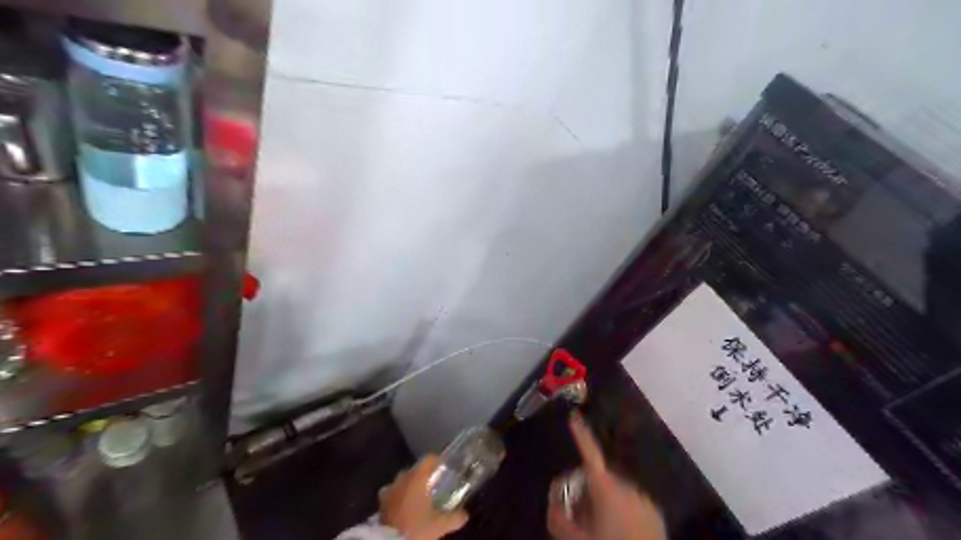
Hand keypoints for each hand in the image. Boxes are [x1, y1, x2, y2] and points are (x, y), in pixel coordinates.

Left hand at [378, 455, 470, 539]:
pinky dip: (399, 497)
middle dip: (423, 476)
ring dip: (410, 486)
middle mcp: (402, 479)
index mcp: (417, 478)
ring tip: (418, 497)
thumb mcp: (440, 525)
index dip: (437, 461)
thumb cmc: (416, 528)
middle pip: (415, 470)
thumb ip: (455, 517)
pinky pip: (392, 494)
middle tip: (434, 485)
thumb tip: (465, 514)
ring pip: (402, 481)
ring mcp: (389, 490)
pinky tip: (404, 507)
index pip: (428, 459)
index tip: (445, 466)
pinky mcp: (380, 503)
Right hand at [548, 415, 670, 539]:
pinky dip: (623, 511)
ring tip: (600, 526)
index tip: (575, 415)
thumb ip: (558, 517)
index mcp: (606, 488)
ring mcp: (644, 499)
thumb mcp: (575, 538)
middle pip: (601, 478)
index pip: (590, 453)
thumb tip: (552, 502)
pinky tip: (620, 531)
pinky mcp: (656, 513)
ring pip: (617, 492)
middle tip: (580, 512)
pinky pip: (633, 503)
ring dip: (606, 501)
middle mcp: (626, 487)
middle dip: (588, 489)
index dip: (581, 434)